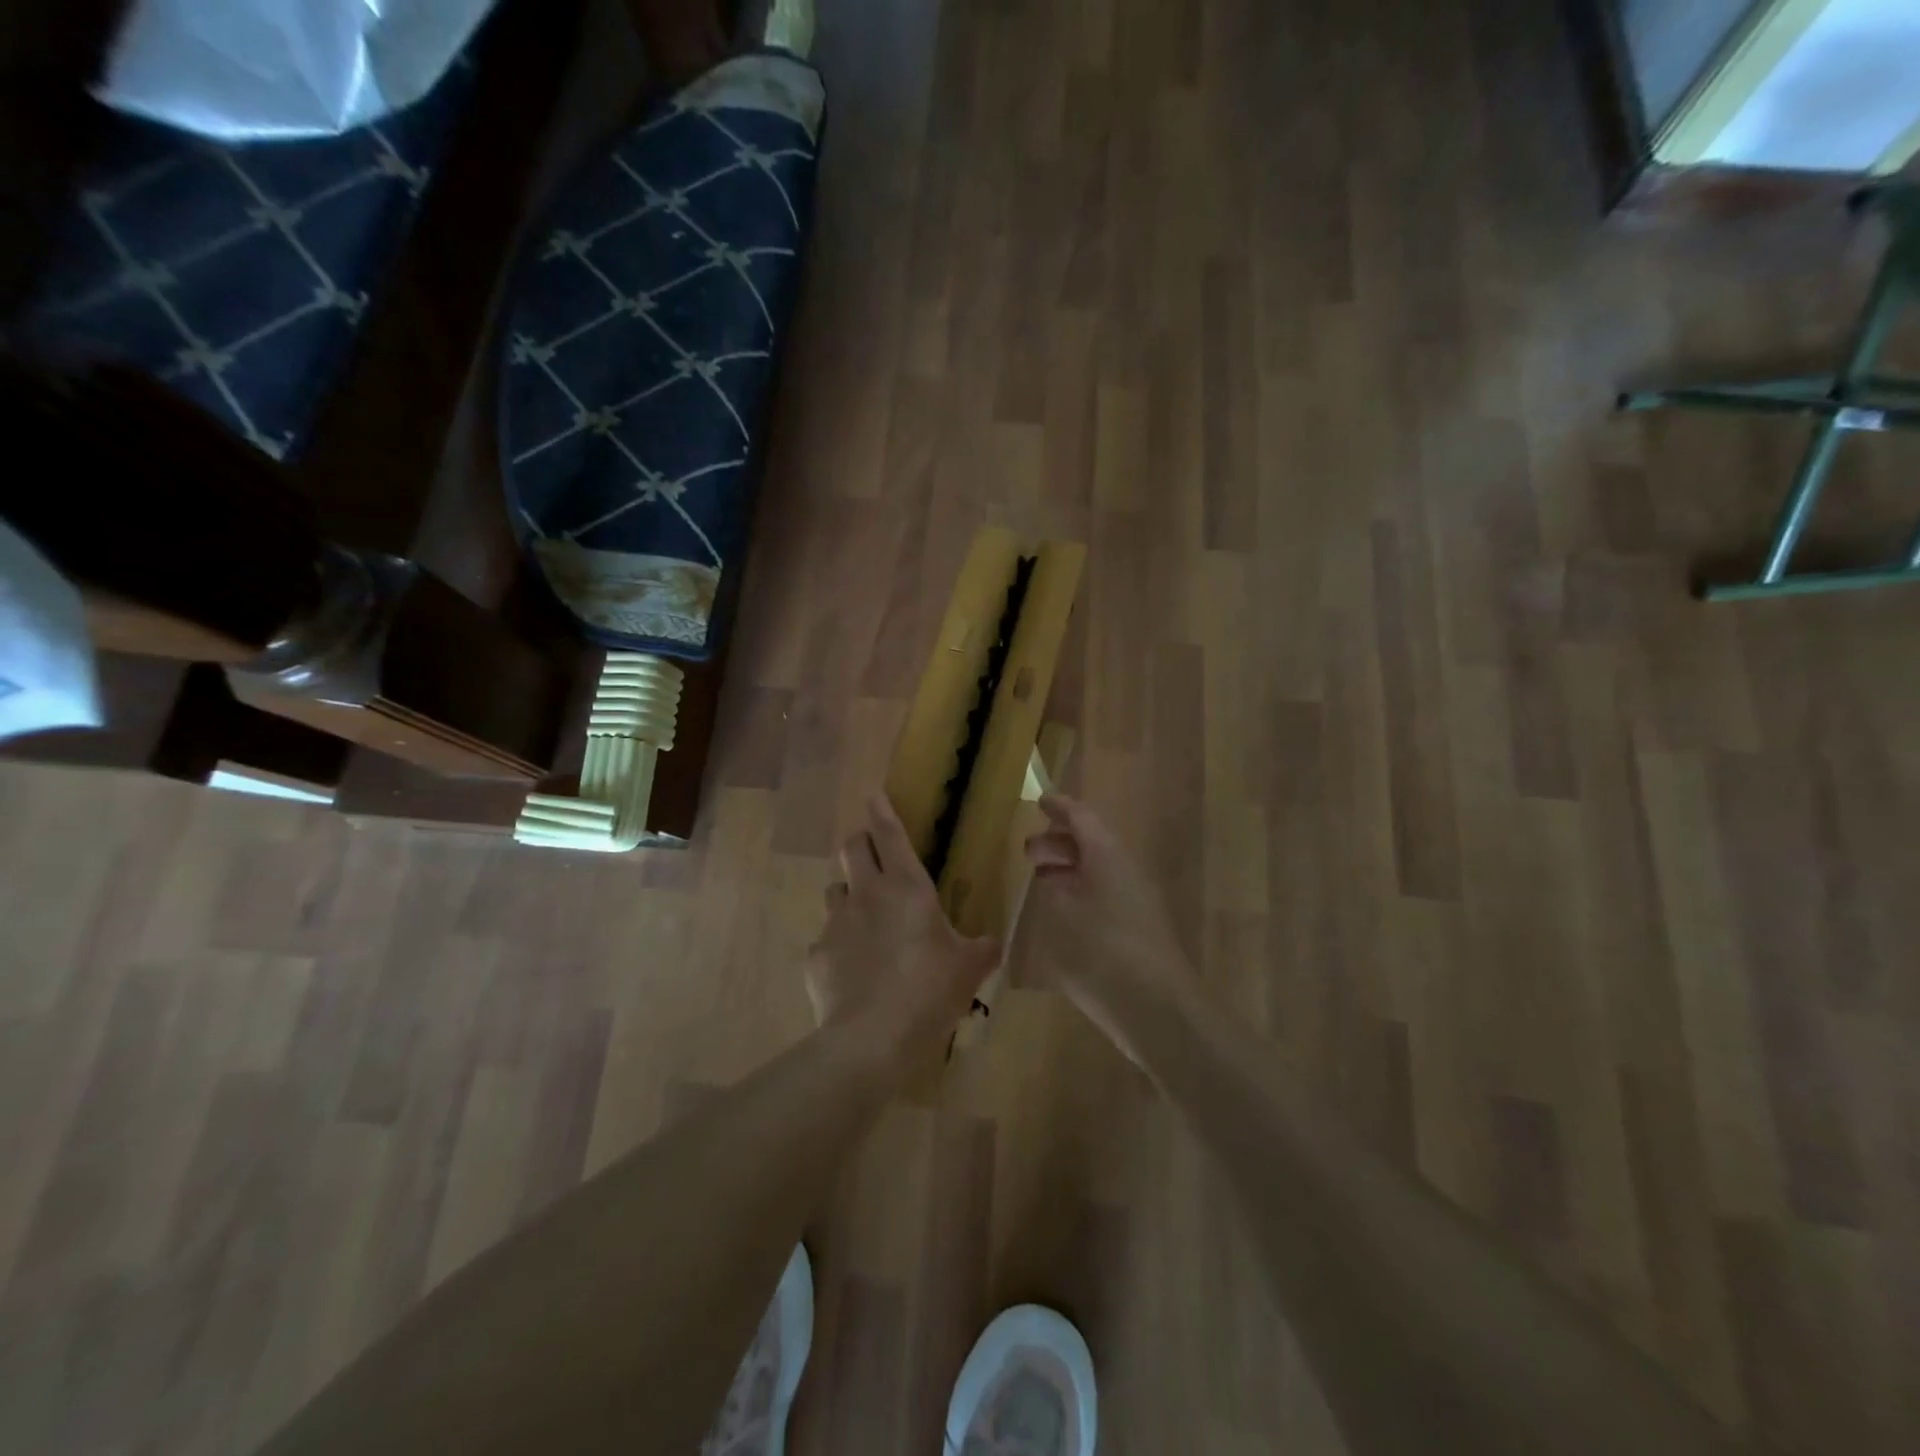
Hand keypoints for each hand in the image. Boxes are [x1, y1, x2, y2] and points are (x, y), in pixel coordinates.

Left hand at [807, 796, 1000, 1071]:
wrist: (872, 1039)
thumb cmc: (929, 991)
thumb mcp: (969, 969)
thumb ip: (983, 949)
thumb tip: (993, 943)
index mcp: (906, 887)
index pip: (889, 833)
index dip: (881, 809)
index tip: (874, 793)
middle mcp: (866, 894)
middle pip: (851, 848)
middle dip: (860, 843)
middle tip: (872, 856)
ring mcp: (836, 923)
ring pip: (835, 890)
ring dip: (849, 894)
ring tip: (864, 919)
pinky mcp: (816, 955)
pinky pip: (826, 939)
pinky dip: (839, 946)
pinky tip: (853, 971)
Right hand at [1024, 794, 1203, 1061]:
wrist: (1156, 1007)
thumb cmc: (1103, 950)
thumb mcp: (1063, 913)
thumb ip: (1054, 888)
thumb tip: (1054, 875)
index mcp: (1108, 856)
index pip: (1082, 818)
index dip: (1059, 807)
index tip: (1039, 800)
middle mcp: (1124, 872)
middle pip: (1091, 844)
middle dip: (1059, 843)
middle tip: (1029, 851)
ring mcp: (1135, 902)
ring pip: (1098, 872)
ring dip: (1069, 870)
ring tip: (1040, 879)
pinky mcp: (1137, 930)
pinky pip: (1103, 897)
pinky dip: (1079, 895)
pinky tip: (1060, 915)